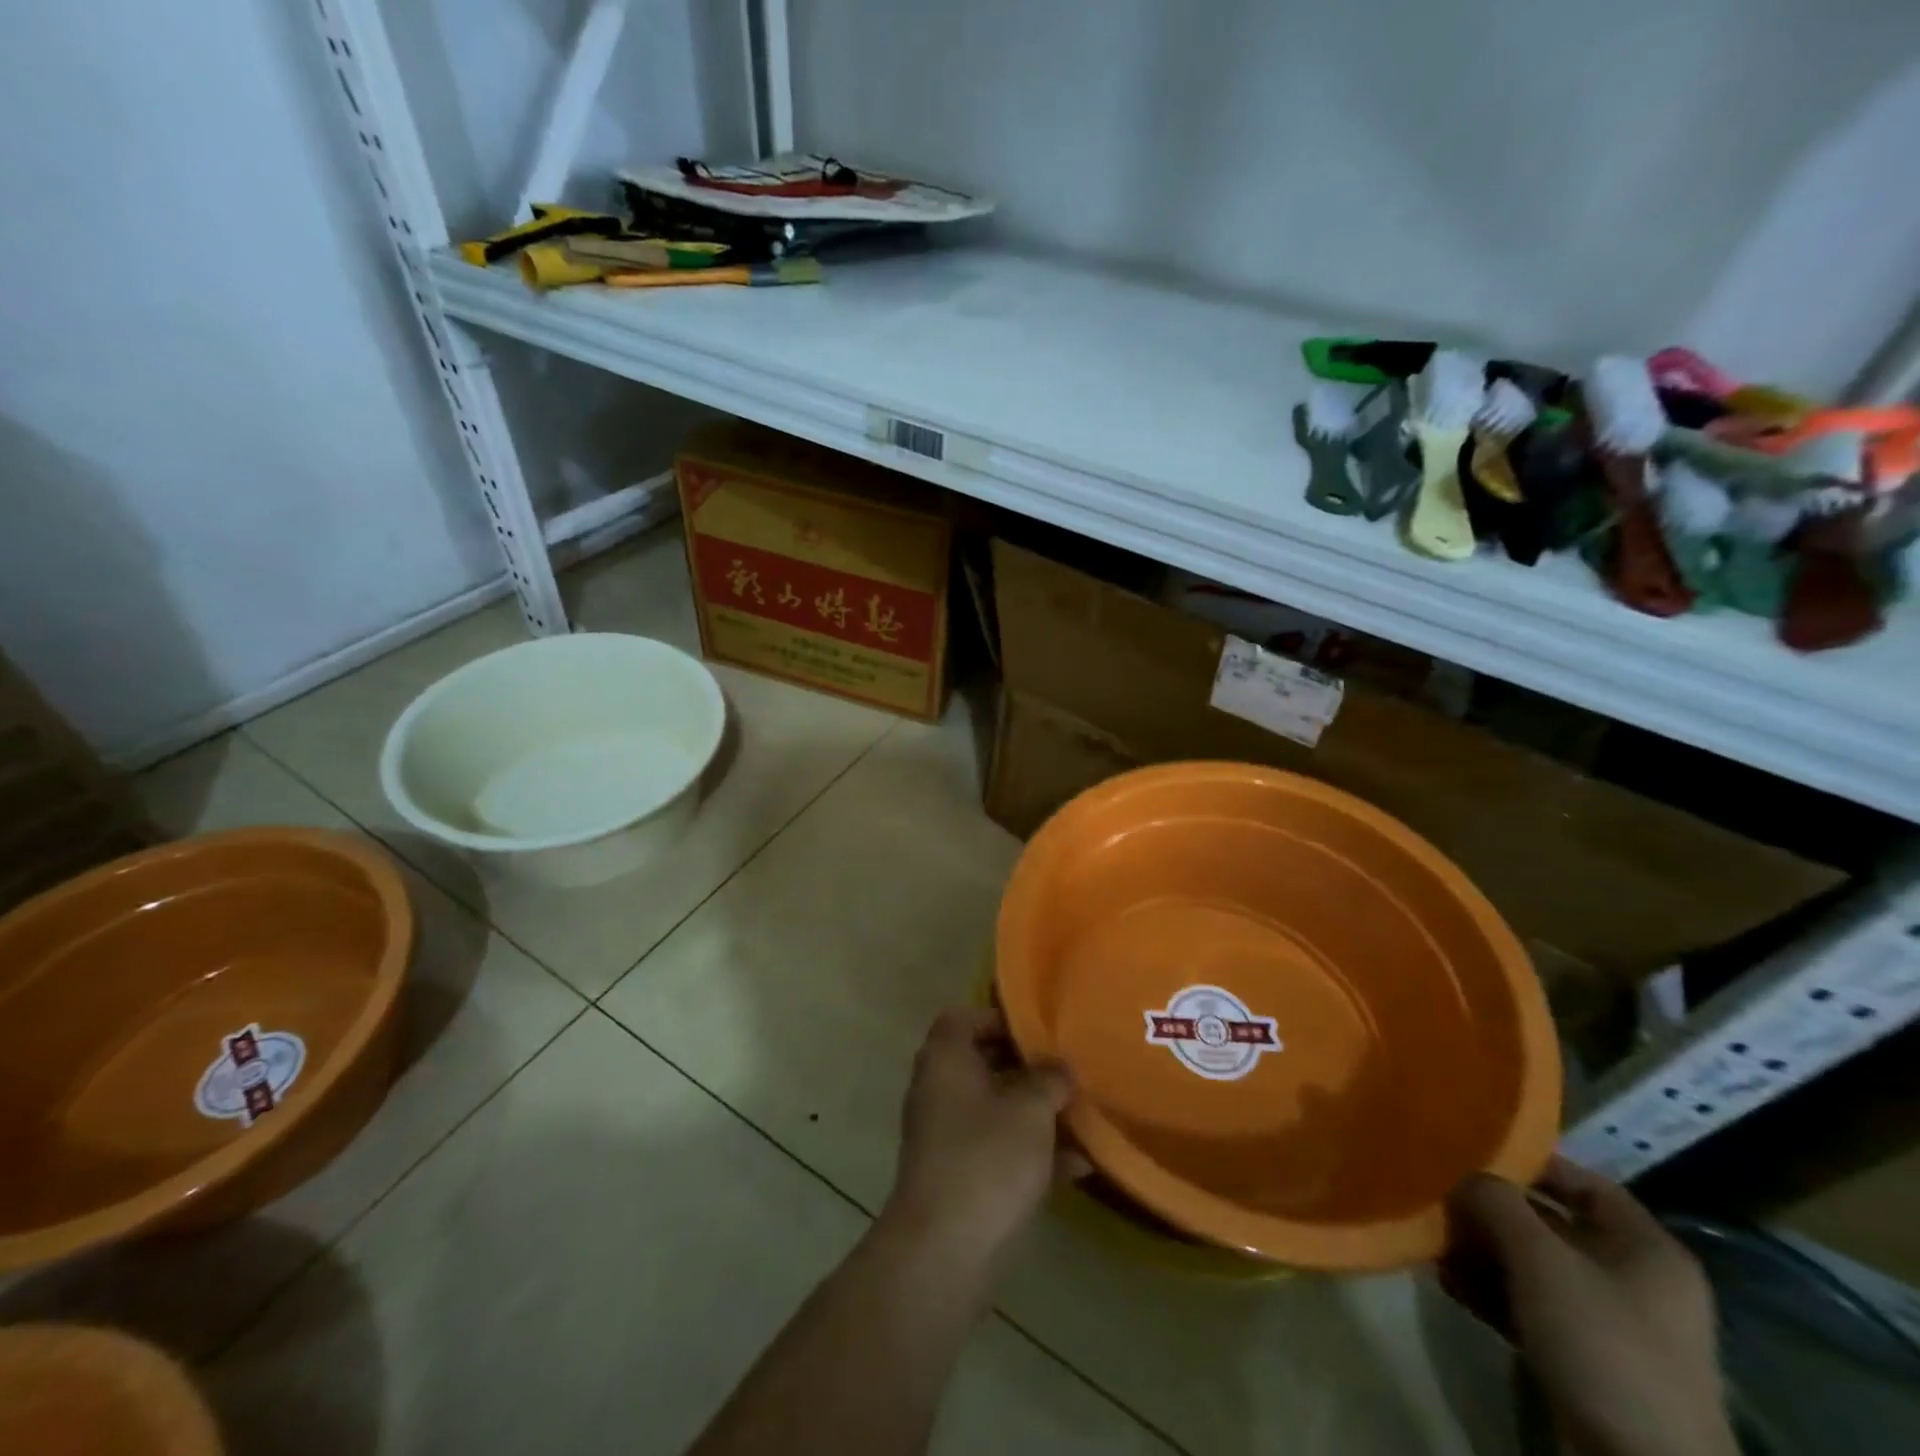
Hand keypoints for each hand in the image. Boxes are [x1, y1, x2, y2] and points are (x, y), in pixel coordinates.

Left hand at [883, 1008, 1085, 1267]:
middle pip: (982, 1062)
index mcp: (945, 1059)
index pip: (962, 1018)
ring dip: (1034, 1112)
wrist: (944, 1251)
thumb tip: (1059, 1066)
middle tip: (1065, 1071)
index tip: (1038, 1033)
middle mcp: (938, 1089)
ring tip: (1081, 1116)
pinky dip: (1030, 1151)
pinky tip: (1077, 1166)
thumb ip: (1049, 1079)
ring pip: (994, 1108)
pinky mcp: (956, 1176)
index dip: (998, 1019)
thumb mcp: (1030, 1110)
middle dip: (1026, 1068)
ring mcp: (944, 1135)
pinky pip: (997, 1148)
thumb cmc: (987, 1159)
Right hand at [1444, 1158, 1736, 1455]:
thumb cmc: (1602, 1344)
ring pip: (1532, 1266)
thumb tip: (1462, 1175)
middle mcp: (1633, 1280)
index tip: (1470, 1153)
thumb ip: (1495, 1201)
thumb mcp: (1540, 1259)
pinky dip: (1488, 1291)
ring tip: (1433, 1240)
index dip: (1529, 1162)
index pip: (1582, 1181)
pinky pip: (1528, 1306)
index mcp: (1647, 1249)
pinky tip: (1446, 1281)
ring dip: (1481, 1251)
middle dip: (1490, 1210)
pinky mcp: (1583, 1361)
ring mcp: (1609, 1325)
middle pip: (1550, 1224)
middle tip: (1438, 1195)